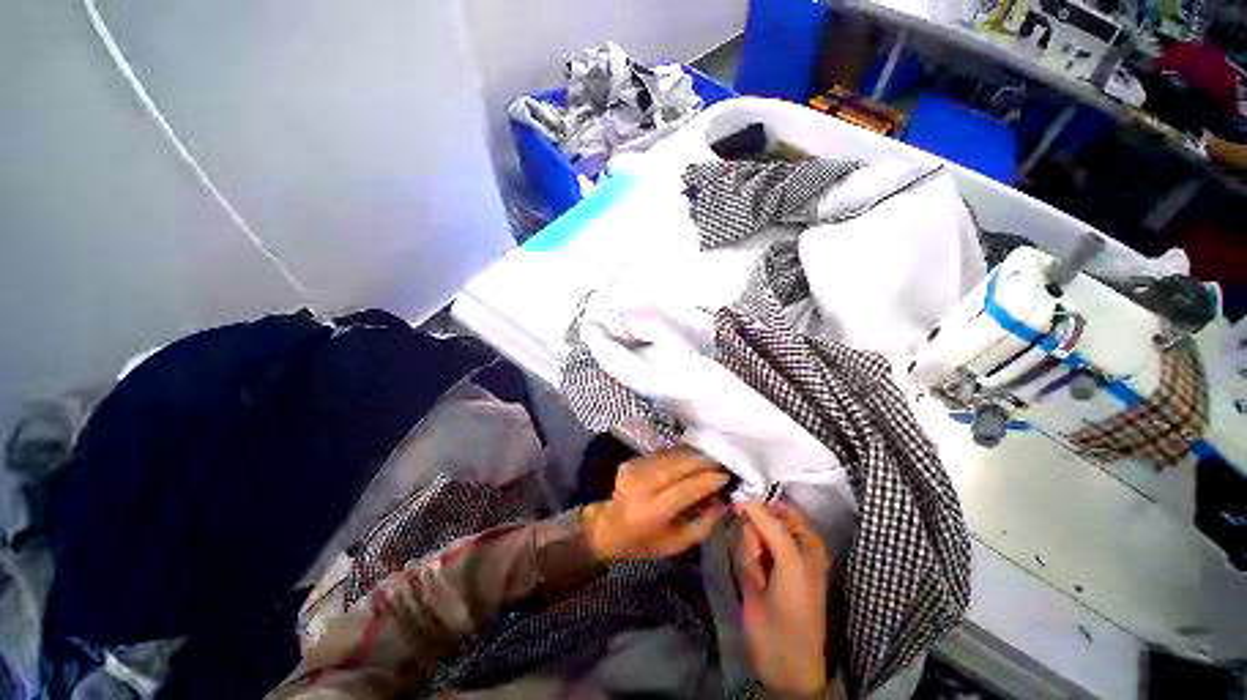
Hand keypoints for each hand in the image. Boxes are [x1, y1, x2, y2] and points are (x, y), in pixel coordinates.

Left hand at [582, 449, 728, 559]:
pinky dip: (679, 454)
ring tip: (710, 458)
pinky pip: (661, 453)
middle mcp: (640, 486)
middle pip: (677, 466)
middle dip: (702, 462)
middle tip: (722, 462)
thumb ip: (704, 524)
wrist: (610, 526)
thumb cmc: (646, 541)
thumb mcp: (677, 543)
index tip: (726, 476)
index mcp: (651, 512)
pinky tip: (691, 457)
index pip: (685, 489)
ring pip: (670, 456)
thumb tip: (725, 500)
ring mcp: (634, 469)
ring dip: (692, 455)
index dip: (707, 480)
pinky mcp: (632, 460)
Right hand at [733, 500, 831, 695]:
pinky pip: (741, 550)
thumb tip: (745, 497)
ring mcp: (768, 556)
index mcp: (806, 539)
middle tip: (760, 551)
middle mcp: (787, 543)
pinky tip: (753, 582)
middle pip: (760, 517)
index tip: (745, 501)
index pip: (782, 507)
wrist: (780, 654)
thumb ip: (769, 526)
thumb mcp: (790, 562)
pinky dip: (745, 562)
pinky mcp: (751, 567)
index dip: (764, 502)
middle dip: (755, 532)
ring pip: (748, 533)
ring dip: (750, 551)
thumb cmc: (797, 605)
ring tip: (760, 576)